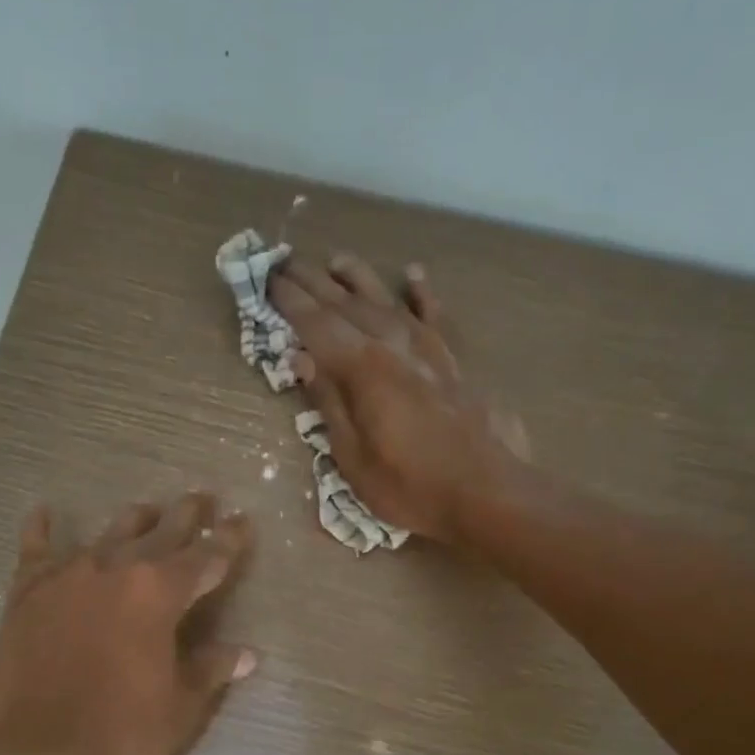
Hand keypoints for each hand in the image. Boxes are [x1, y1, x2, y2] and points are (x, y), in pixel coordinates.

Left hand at [0, 492, 254, 754]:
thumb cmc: (122, 733)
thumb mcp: (180, 705)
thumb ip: (211, 669)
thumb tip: (247, 654)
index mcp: (161, 593)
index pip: (207, 557)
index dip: (229, 540)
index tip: (242, 521)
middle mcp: (117, 569)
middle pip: (160, 532)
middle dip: (186, 516)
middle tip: (201, 498)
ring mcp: (68, 577)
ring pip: (108, 534)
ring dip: (134, 520)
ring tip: (147, 508)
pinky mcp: (27, 594)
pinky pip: (35, 551)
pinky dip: (41, 530)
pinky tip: (44, 511)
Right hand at [269, 254, 528, 543]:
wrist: (488, 493)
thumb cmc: (411, 487)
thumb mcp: (353, 459)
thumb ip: (329, 403)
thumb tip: (301, 359)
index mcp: (363, 370)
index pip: (316, 325)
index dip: (289, 302)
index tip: (267, 279)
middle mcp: (394, 346)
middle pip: (346, 305)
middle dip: (313, 282)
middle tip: (287, 262)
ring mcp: (429, 350)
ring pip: (387, 302)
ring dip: (360, 279)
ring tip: (337, 261)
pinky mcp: (455, 362)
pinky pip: (436, 316)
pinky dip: (423, 294)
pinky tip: (413, 275)